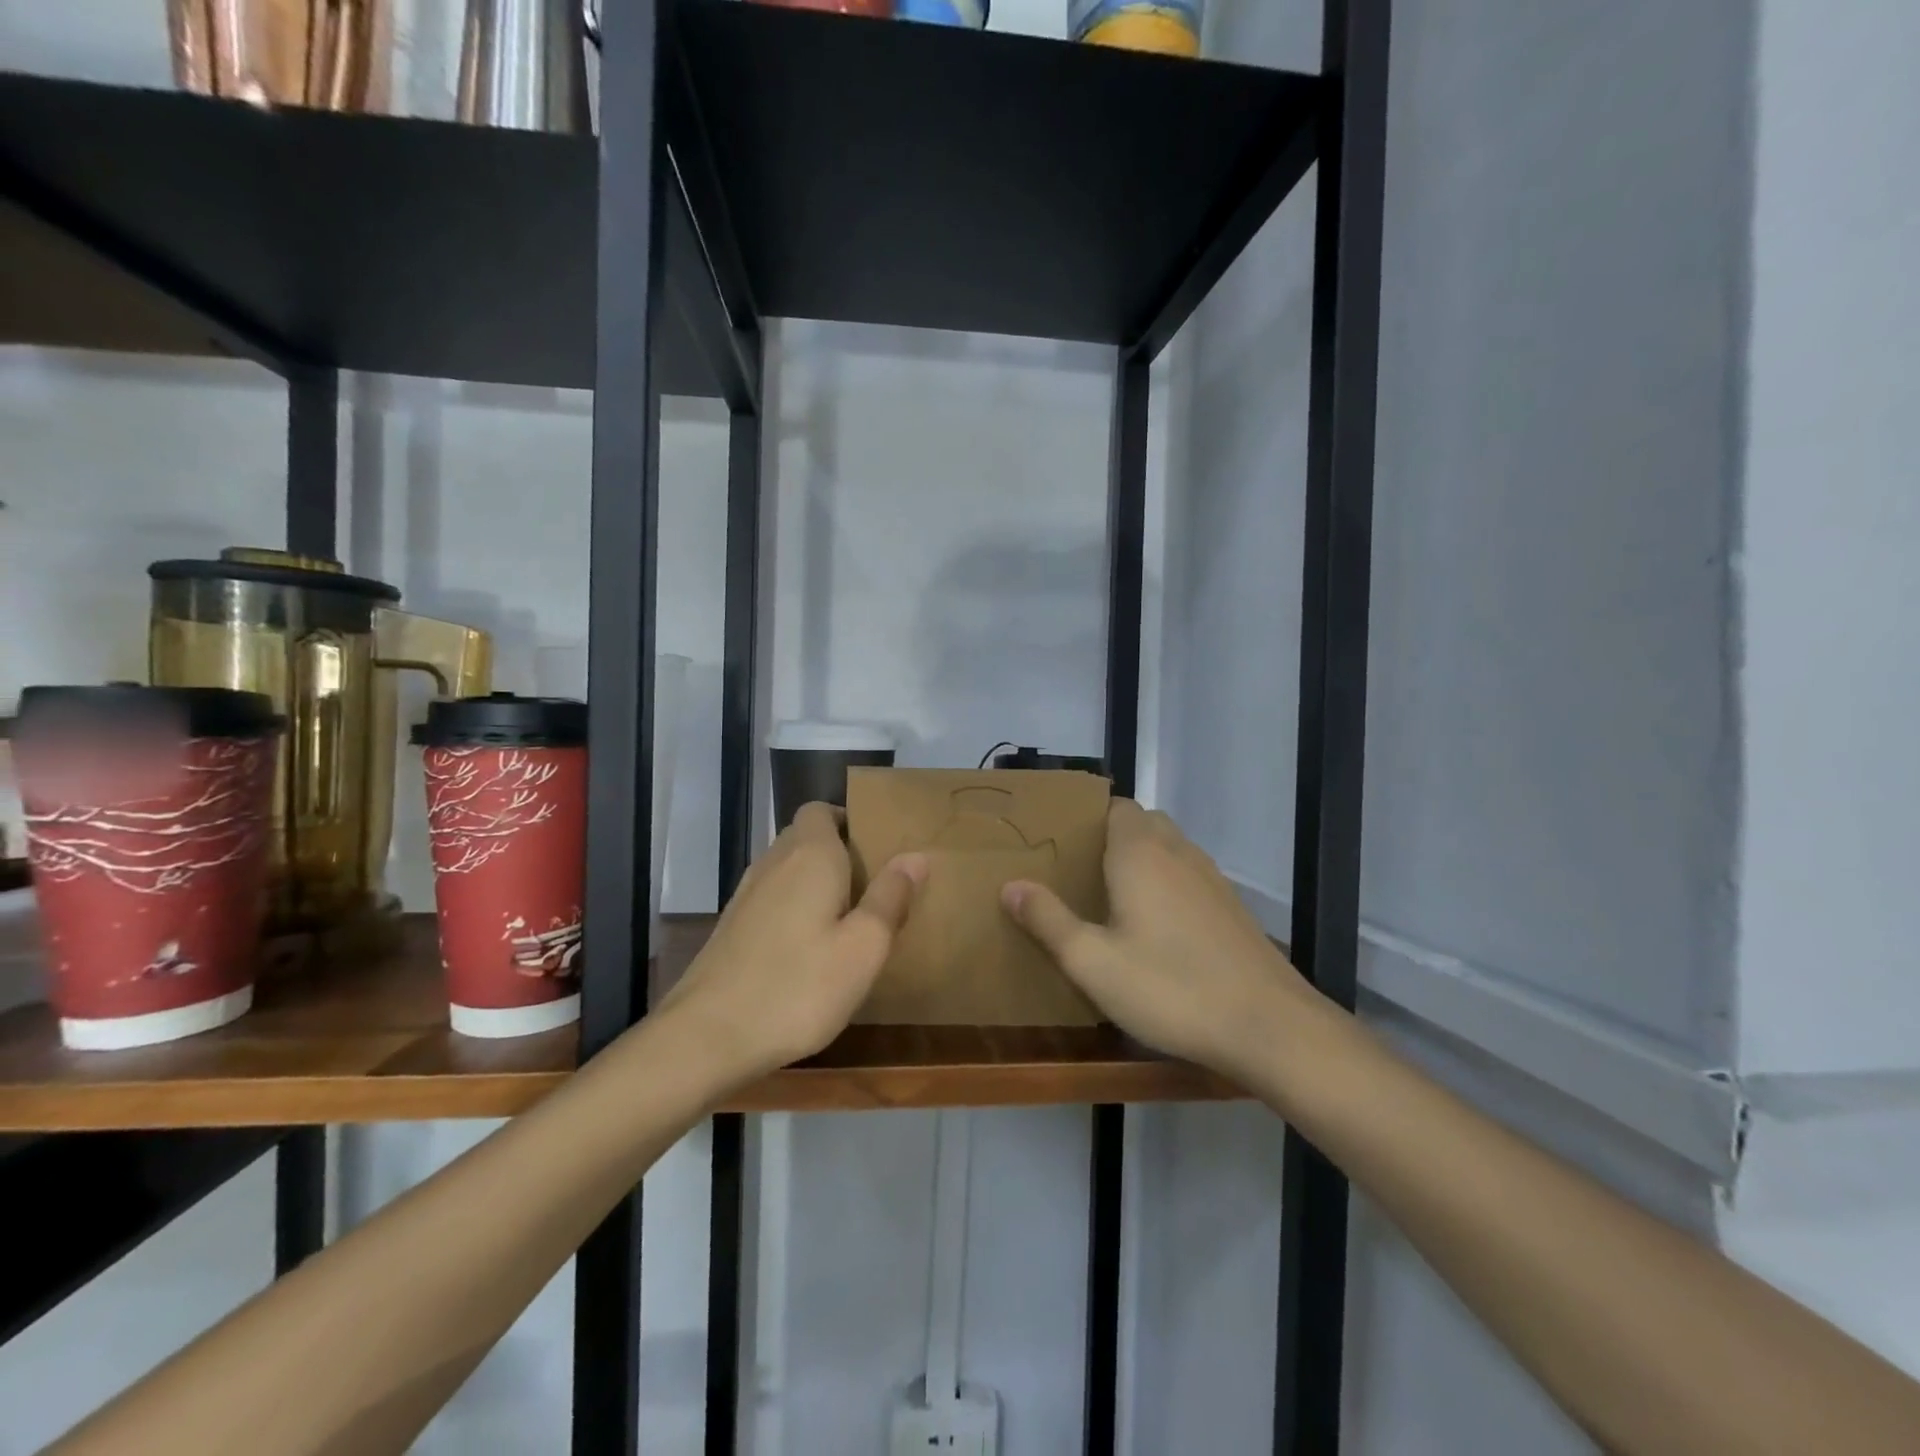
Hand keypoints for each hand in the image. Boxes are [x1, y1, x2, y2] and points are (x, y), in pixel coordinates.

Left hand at [657, 802, 925, 1083]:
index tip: (876, 848)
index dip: (848, 820)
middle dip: (838, 852)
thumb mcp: (863, 948)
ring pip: (787, 869)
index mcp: (810, 856)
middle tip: (872, 887)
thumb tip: (915, 856)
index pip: (821, 809)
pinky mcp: (731, 927)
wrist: (706, 1037)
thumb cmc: (798, 987)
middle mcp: (774, 863)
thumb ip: (890, 898)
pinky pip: (772, 899)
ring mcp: (746, 895)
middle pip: (805, 837)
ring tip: (846, 918)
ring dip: (815, 882)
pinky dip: (793, 908)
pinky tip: (809, 949)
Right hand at [1001, 799, 1317, 1079]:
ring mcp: (1211, 879)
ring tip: (1109, 897)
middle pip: (1142, 823)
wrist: (1268, 1026)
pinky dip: (1167, 884)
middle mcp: (1178, 853)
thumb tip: (1010, 885)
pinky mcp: (1231, 907)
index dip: (1086, 817)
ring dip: (1141, 859)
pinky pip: (1188, 876)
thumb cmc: (1170, 987)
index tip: (1059, 841)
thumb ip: (1048, 920)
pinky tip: (1155, 929)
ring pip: (1168, 848)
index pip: (1114, 806)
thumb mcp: (1093, 962)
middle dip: (1110, 837)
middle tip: (1078, 872)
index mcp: (1140, 853)